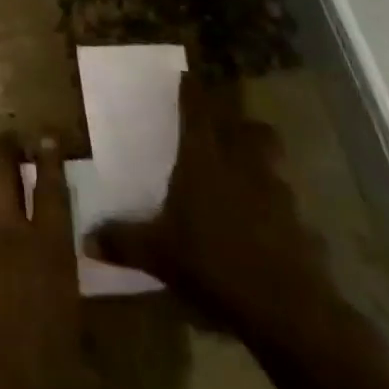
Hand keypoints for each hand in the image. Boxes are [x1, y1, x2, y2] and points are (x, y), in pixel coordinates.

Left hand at [0, 136, 91, 388]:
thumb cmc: (39, 386)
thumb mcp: (77, 365)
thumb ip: (84, 346)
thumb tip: (94, 362)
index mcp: (50, 250)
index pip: (52, 189)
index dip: (49, 158)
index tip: (46, 138)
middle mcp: (6, 230)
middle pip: (0, 166)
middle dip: (2, 147)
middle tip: (4, 143)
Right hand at [88, 77, 328, 343]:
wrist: (289, 311)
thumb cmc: (213, 263)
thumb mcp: (157, 254)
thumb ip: (122, 242)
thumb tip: (85, 240)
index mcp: (204, 159)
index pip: (197, 111)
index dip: (191, 91)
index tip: (187, 76)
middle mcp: (243, 165)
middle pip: (249, 129)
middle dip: (238, 124)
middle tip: (223, 130)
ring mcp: (279, 195)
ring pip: (273, 162)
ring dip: (260, 163)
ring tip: (244, 177)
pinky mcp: (304, 228)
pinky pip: (289, 207)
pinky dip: (277, 210)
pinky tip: (266, 228)